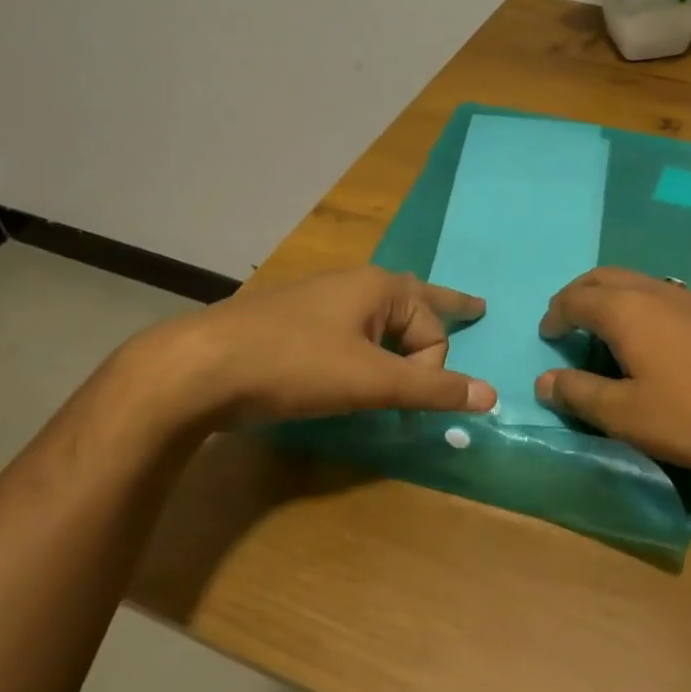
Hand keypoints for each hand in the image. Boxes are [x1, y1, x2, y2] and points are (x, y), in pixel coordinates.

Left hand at [125, 267, 496, 433]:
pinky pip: (350, 332)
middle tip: (475, 310)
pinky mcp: (294, 324)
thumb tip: (491, 395)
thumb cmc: (294, 365)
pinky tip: (355, 362)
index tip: (410, 406)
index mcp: (380, 287)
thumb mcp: (370, 381)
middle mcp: (354, 285)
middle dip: (441, 316)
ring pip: (380, 319)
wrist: (198, 367)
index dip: (430, 372)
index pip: (433, 332)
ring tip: (411, 353)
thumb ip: (431, 389)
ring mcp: (320, 302)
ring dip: (400, 340)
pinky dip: (366, 348)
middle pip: (415, 306)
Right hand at [535, 267, 690, 473]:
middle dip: (580, 294)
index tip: (547, 334)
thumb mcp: (627, 415)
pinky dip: (642, 306)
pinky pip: (665, 296)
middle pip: (606, 277)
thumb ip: (581, 394)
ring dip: (613, 297)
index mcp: (626, 310)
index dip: (556, 314)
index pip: (576, 298)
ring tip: (607, 330)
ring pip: (639, 282)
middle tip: (568, 320)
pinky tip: (654, 339)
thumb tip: (544, 381)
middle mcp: (656, 291)